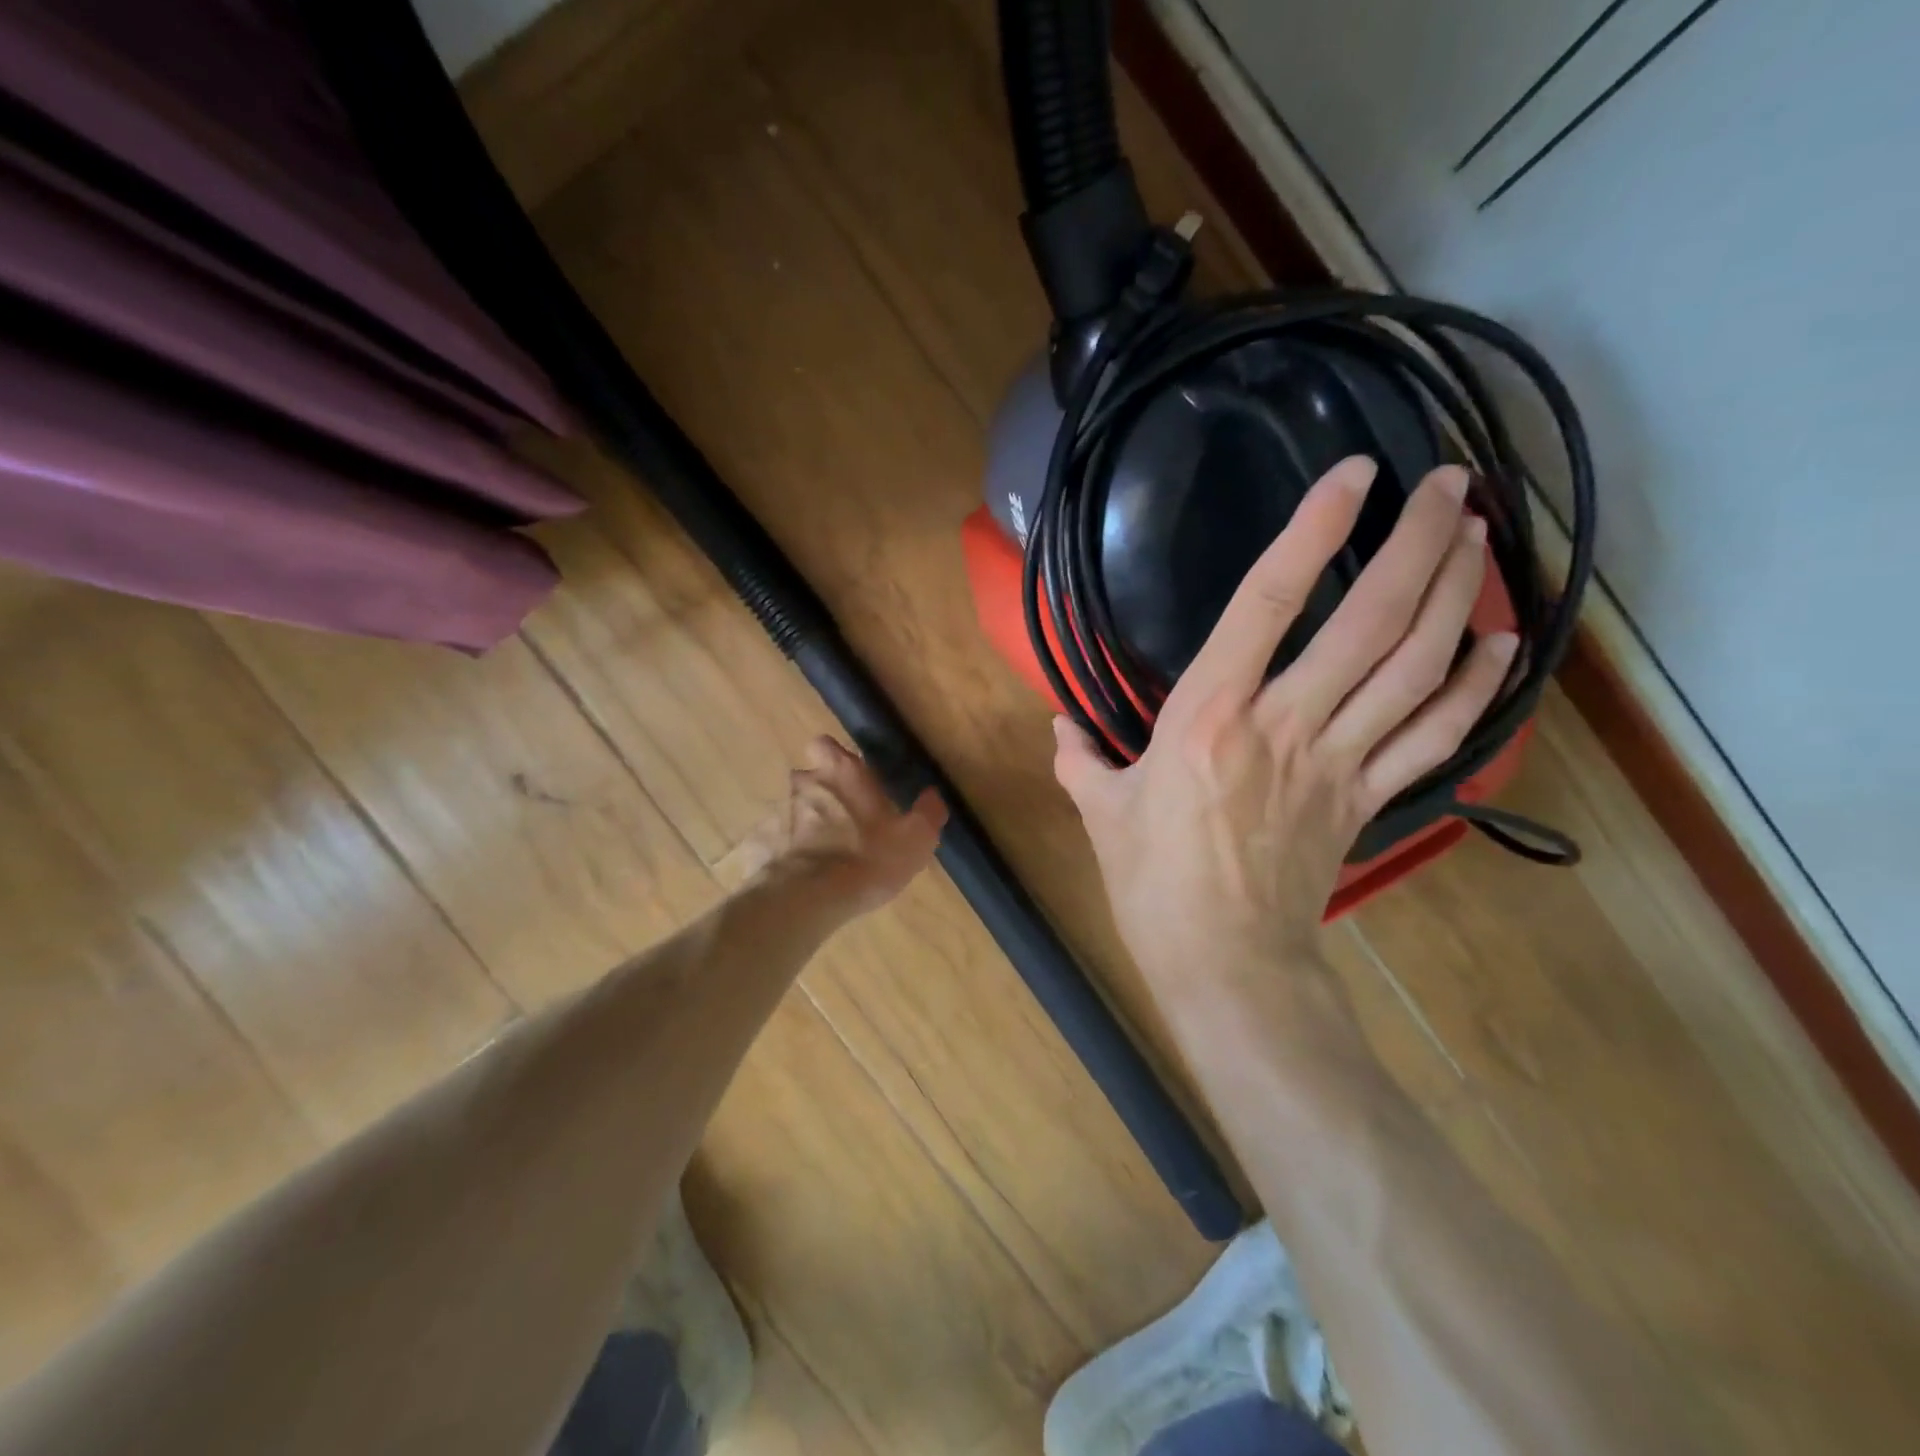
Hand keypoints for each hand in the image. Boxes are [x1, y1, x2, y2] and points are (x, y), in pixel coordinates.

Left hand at [739, 737, 945, 918]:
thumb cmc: (868, 857)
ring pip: (792, 811)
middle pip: (809, 779)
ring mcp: (777, 814)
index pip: (825, 744)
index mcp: (841, 772)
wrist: (808, 899)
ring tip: (827, 857)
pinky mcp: (760, 846)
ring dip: (806, 826)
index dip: (836, 758)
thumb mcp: (916, 838)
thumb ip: (927, 813)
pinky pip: (777, 843)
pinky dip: (788, 854)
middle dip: (823, 795)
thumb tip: (932, 796)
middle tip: (845, 823)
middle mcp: (804, 784)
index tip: (851, 778)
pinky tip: (804, 877)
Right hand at [1053, 456, 1517, 1006]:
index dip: (1312, 531)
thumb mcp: (1101, 812)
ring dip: (1453, 596)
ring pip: (1414, 668)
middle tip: (1452, 482)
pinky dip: (1471, 687)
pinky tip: (1494, 643)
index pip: (1267, 604)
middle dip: (1418, 544)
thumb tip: (1061, 729)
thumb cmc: (1152, 883)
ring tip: (1477, 535)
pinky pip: (1433, 737)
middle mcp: (1284, 725)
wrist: (1225, 963)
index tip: (1353, 474)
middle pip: (1370, 623)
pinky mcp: (1368, 799)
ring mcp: (1337, 762)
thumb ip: (1080, 759)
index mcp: (1208, 717)